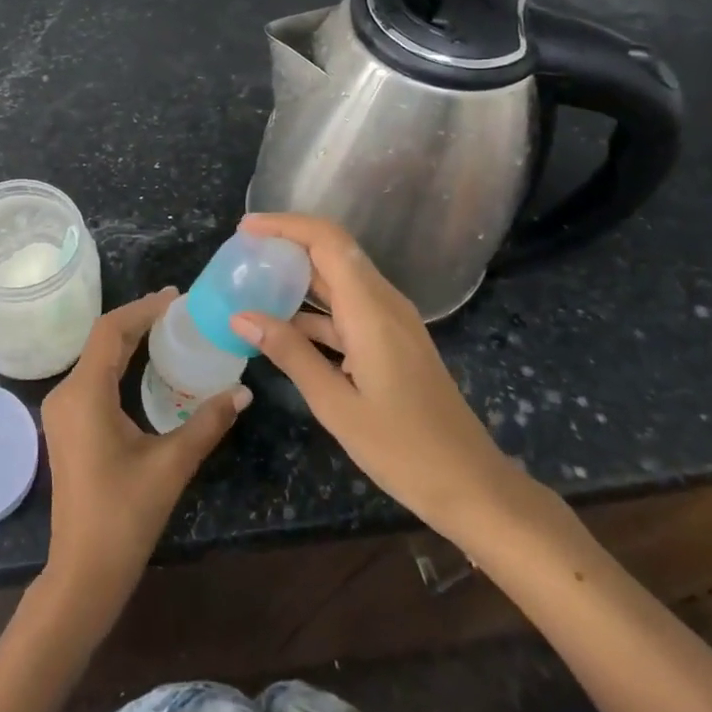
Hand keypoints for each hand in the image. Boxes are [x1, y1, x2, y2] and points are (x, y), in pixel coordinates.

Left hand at [39, 289, 249, 639]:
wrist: (83, 571)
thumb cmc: (125, 515)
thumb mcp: (171, 464)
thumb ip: (207, 422)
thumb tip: (243, 390)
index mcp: (85, 393)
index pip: (110, 331)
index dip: (142, 309)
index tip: (176, 297)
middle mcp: (66, 393)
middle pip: (102, 341)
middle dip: (138, 321)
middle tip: (179, 311)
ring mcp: (62, 411)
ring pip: (95, 359)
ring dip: (128, 341)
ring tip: (168, 331)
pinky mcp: (67, 426)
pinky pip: (93, 379)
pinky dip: (119, 364)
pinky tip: (146, 368)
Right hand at [232, 213, 526, 538]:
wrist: (471, 485)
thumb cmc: (403, 449)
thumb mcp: (335, 405)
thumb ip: (289, 354)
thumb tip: (240, 316)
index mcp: (371, 310)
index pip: (327, 241)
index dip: (285, 225)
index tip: (245, 229)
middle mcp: (384, 304)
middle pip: (333, 252)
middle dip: (286, 246)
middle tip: (241, 255)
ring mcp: (392, 323)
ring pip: (339, 281)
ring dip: (297, 278)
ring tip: (252, 288)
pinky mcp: (392, 342)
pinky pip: (347, 309)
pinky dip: (313, 311)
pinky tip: (283, 329)